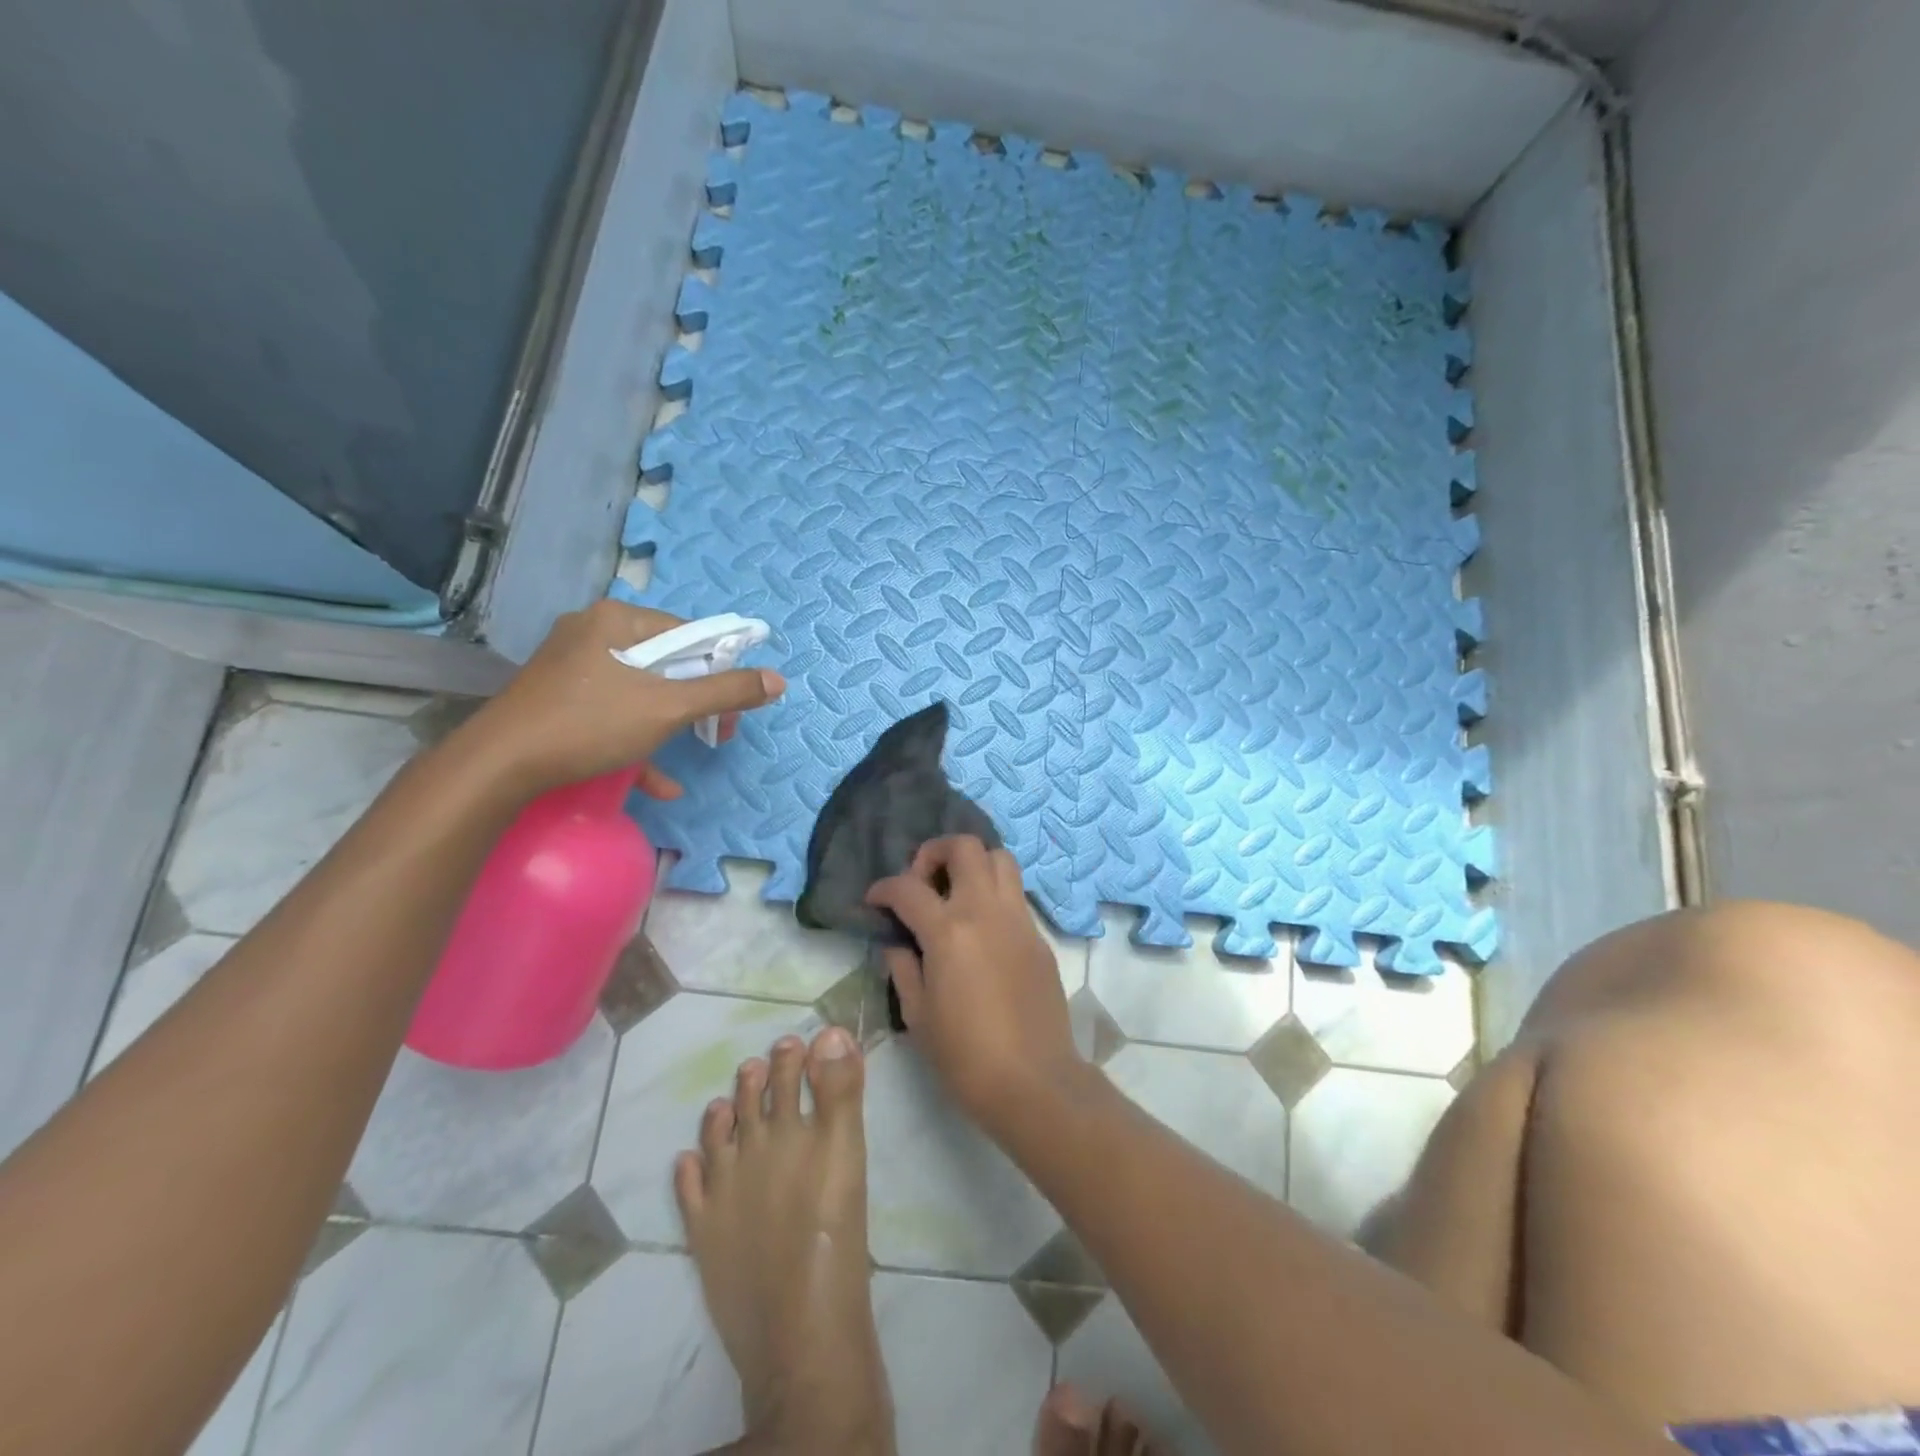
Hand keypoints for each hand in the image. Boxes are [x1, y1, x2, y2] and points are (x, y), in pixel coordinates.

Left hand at [461, 600, 784, 798]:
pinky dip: (637, 739)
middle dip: (697, 701)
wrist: (498, 766)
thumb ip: (726, 692)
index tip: (732, 708)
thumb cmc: (590, 724)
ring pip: (640, 689)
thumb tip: (778, 680)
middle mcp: (593, 632)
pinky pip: (611, 710)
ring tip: (695, 750)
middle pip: (666, 662)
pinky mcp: (558, 697)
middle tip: (718, 732)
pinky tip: (658, 783)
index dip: (720, 670)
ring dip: (672, 724)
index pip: (689, 633)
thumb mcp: (668, 708)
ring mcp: (572, 665)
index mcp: (617, 619)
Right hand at [866, 836, 1080, 1130]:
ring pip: (1000, 858)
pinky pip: (1015, 894)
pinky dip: (993, 893)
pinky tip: (980, 927)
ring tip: (955, 894)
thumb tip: (897, 944)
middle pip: (964, 847)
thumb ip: (903, 968)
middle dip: (934, 852)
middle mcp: (986, 911)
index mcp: (949, 931)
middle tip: (922, 882)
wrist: (1034, 1081)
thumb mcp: (918, 1015)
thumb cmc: (965, 1056)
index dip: (884, 888)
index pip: (908, 887)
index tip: (875, 900)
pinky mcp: (1038, 936)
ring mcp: (1018, 920)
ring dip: (972, 864)